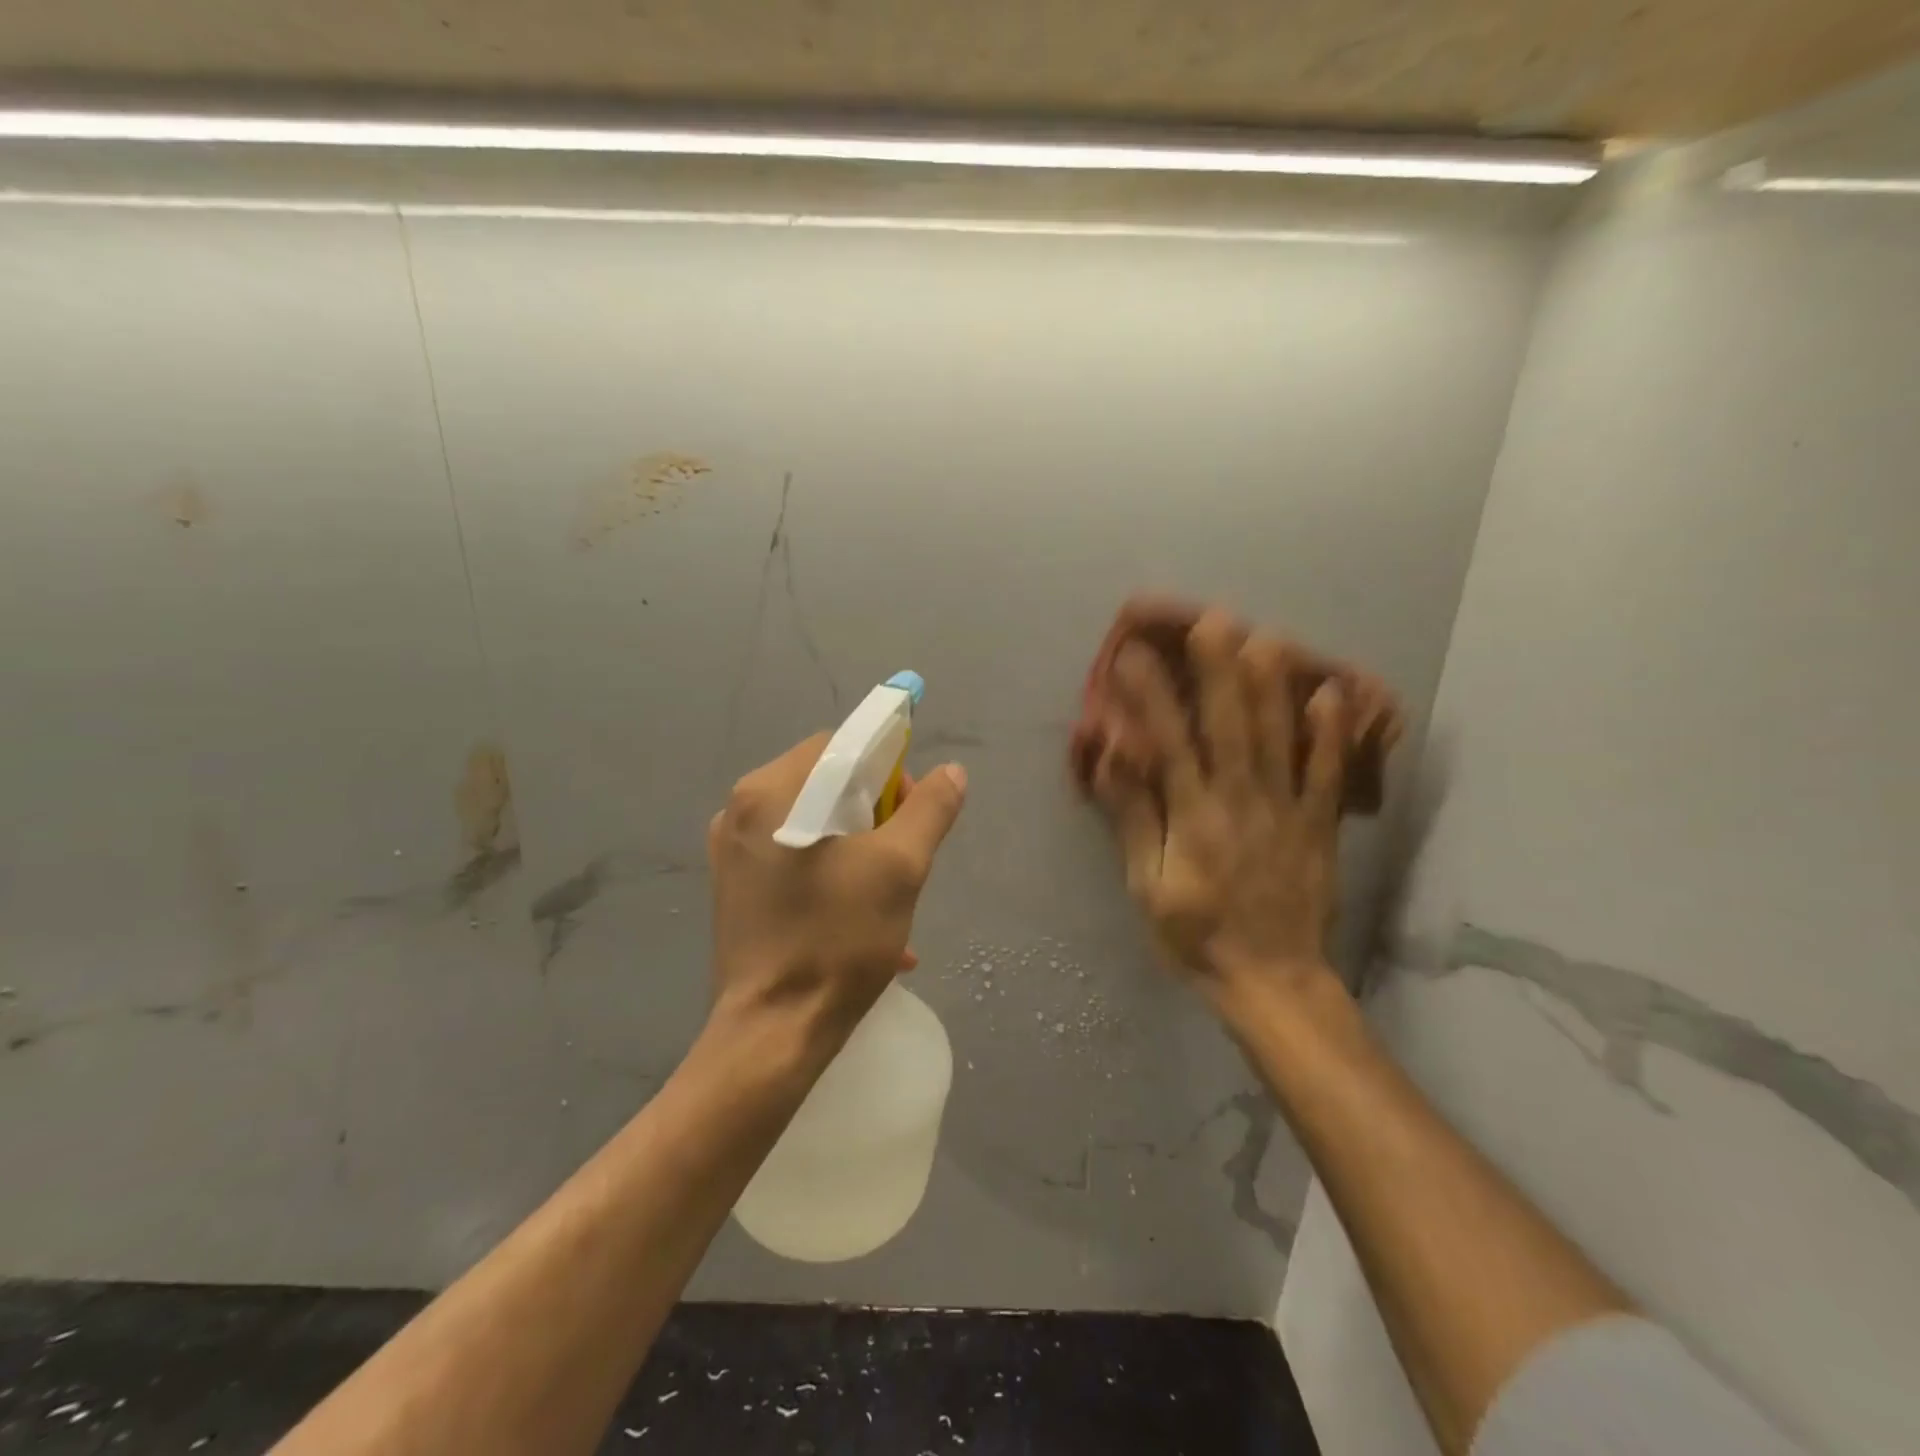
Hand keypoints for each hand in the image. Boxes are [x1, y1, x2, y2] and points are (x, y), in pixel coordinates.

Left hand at [707, 734, 967, 1043]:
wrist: (773, 1034)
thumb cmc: (836, 940)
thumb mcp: (899, 868)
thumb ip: (930, 809)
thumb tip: (952, 772)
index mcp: (769, 792)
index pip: (841, 747)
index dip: (887, 771)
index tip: (909, 815)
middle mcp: (740, 812)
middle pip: (826, 784)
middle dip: (875, 814)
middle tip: (902, 858)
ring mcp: (732, 853)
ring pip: (815, 824)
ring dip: (860, 848)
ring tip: (890, 894)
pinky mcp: (736, 889)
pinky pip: (796, 859)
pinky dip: (833, 874)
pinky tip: (864, 918)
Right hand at [1093, 608, 1348, 998]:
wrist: (1272, 981)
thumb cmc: (1196, 935)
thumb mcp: (1148, 886)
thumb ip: (1135, 818)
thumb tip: (1118, 757)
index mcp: (1194, 818)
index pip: (1168, 744)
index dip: (1150, 696)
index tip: (1133, 654)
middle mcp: (1241, 802)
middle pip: (1229, 726)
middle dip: (1218, 669)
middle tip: (1212, 619)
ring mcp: (1287, 811)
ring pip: (1280, 738)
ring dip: (1272, 685)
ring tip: (1266, 636)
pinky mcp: (1319, 826)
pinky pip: (1327, 773)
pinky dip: (1331, 733)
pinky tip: (1332, 693)